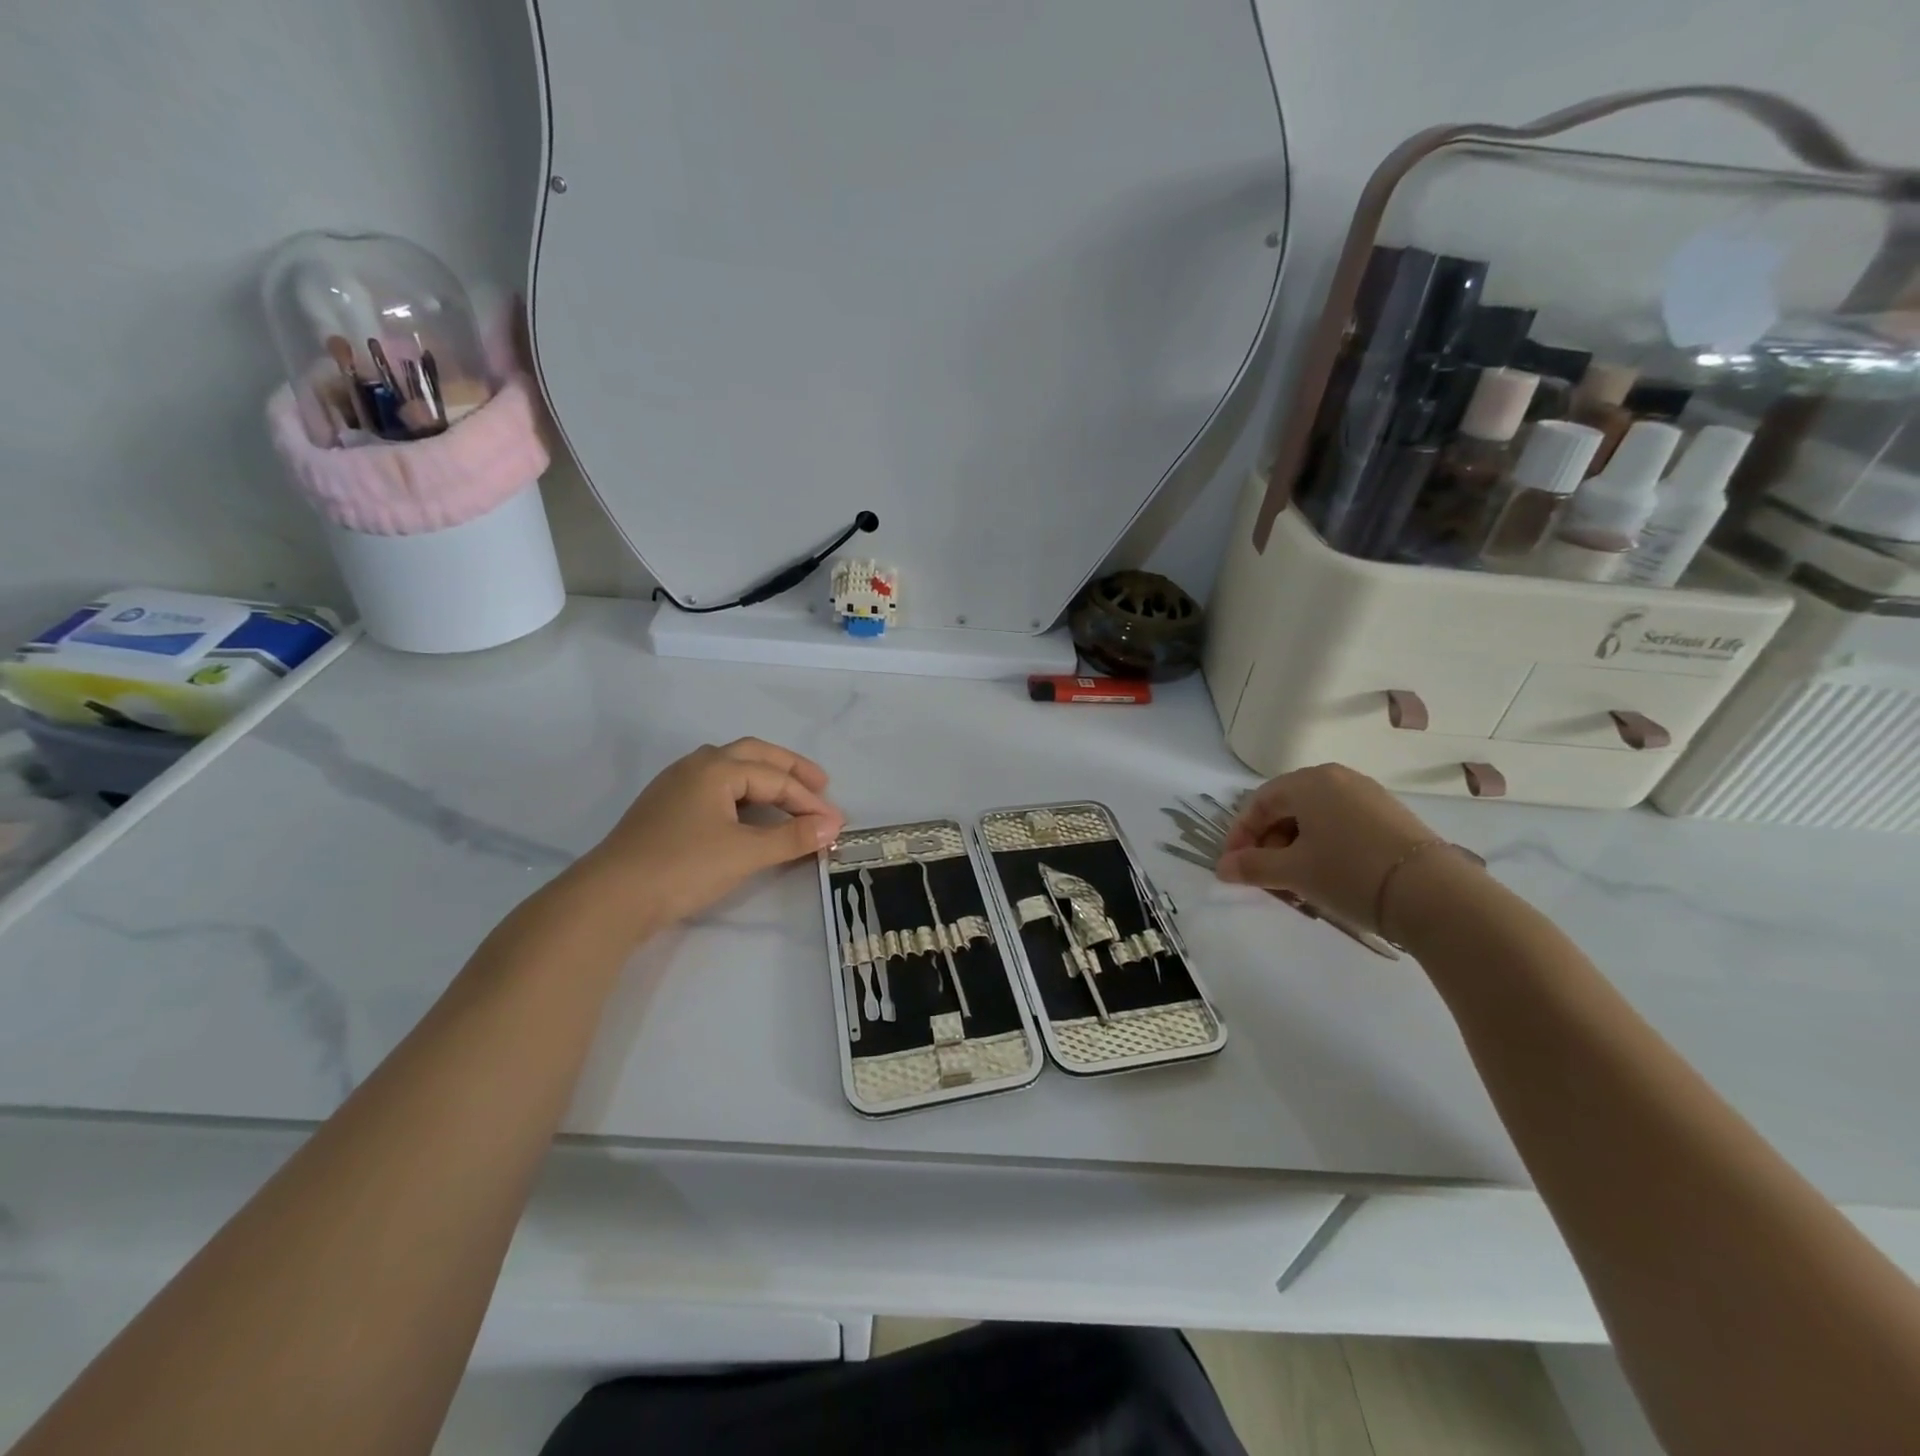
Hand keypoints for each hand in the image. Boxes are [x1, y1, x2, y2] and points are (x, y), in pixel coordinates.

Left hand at [577, 738, 844, 932]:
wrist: (611, 898)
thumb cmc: (683, 867)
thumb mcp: (745, 853)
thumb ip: (791, 837)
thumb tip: (832, 827)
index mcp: (716, 768)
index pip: (775, 778)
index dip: (809, 800)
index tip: (836, 824)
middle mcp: (695, 766)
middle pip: (752, 755)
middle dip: (789, 769)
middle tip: (820, 784)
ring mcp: (675, 786)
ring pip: (729, 768)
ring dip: (763, 777)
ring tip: (787, 796)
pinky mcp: (664, 809)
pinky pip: (714, 788)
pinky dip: (741, 794)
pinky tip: (747, 813)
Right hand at [1215, 763, 1445, 935]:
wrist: (1434, 895)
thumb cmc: (1349, 873)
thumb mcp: (1293, 872)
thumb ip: (1252, 866)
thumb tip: (1222, 868)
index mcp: (1309, 782)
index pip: (1258, 803)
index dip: (1240, 836)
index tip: (1234, 867)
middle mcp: (1338, 778)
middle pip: (1287, 808)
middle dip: (1268, 843)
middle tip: (1265, 877)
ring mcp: (1369, 796)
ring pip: (1315, 818)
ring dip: (1295, 848)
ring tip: (1295, 882)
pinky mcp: (1391, 817)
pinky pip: (1342, 825)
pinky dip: (1324, 847)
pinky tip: (1328, 876)